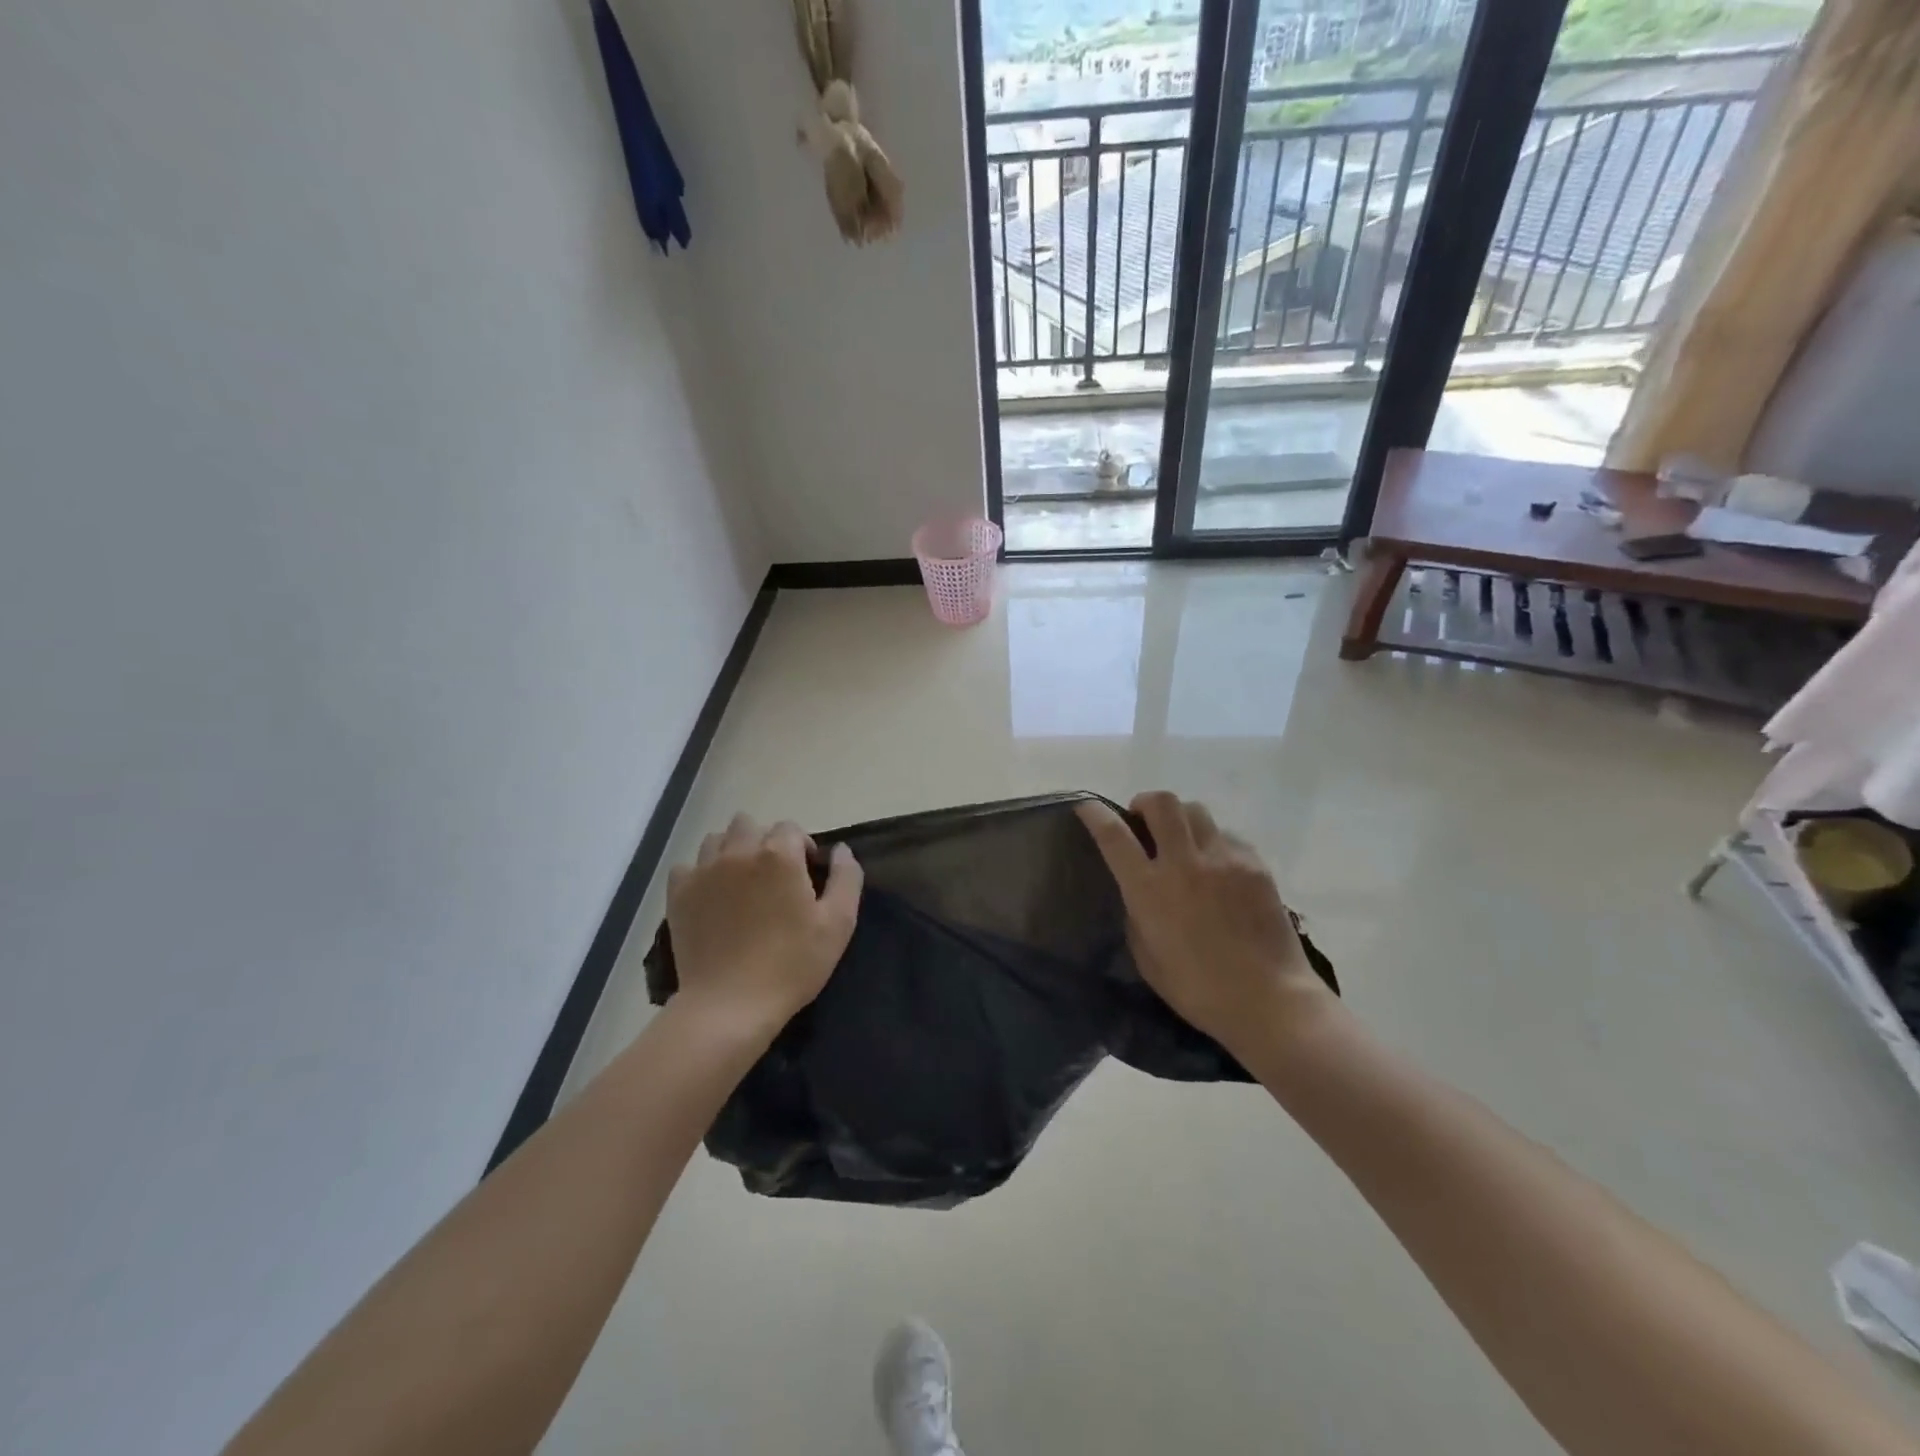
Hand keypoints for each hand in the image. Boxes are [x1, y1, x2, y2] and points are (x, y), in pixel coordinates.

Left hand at [666, 814, 862, 1037]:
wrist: (730, 1005)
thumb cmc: (791, 964)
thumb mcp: (838, 924)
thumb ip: (846, 877)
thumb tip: (840, 849)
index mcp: (779, 855)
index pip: (790, 828)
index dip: (801, 847)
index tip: (806, 875)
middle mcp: (738, 852)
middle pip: (749, 824)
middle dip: (764, 841)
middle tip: (774, 876)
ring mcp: (703, 872)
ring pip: (716, 839)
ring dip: (731, 851)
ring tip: (741, 882)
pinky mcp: (679, 894)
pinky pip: (688, 866)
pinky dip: (700, 874)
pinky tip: (712, 896)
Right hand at [1077, 793, 1330, 1053]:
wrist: (1270, 1000)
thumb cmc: (1198, 990)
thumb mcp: (1147, 958)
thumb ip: (1137, 914)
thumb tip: (1139, 891)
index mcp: (1149, 889)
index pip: (1113, 835)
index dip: (1094, 813)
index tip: (1086, 806)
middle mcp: (1184, 863)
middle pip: (1160, 803)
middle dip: (1145, 803)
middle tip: (1143, 820)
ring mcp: (1223, 859)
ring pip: (1195, 811)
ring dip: (1180, 819)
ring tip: (1183, 841)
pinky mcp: (1255, 864)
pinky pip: (1227, 836)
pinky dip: (1213, 843)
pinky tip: (1218, 868)